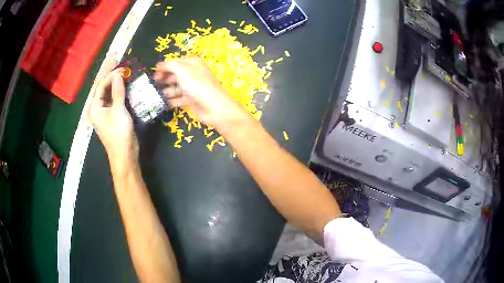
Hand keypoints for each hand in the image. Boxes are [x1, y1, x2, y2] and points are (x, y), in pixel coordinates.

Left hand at [89, 68, 138, 165]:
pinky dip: (120, 92)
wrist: (125, 154)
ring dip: (117, 84)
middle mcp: (98, 108)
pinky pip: (115, 100)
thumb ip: (117, 91)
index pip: (100, 86)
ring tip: (126, 73)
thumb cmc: (118, 133)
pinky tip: (127, 86)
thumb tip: (118, 73)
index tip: (121, 67)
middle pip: (104, 89)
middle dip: (112, 77)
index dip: (110, 75)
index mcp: (95, 107)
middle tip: (121, 66)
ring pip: (110, 94)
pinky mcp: (114, 116)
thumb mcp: (118, 110)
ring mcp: (106, 113)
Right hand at [154, 57, 249, 129]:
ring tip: (157, 93)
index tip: (154, 73)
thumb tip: (159, 64)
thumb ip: (170, 65)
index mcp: (192, 64)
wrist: (213, 107)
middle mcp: (192, 74)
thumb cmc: (198, 85)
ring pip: (176, 87)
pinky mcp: (191, 100)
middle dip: (164, 78)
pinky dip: (172, 100)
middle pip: (175, 74)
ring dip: (167, 90)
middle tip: (153, 83)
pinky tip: (165, 102)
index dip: (164, 67)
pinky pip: (179, 99)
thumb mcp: (182, 71)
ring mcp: (192, 87)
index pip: (175, 62)